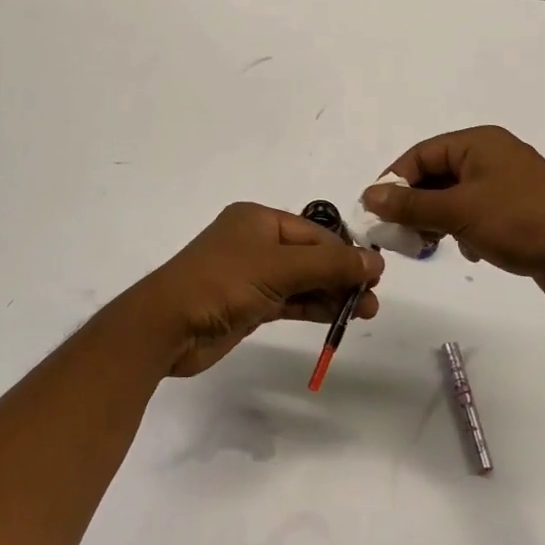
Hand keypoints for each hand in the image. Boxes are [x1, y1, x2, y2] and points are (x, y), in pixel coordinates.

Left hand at [121, 203, 383, 377]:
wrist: (168, 325)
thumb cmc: (222, 282)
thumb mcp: (278, 268)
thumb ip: (329, 264)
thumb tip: (374, 261)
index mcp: (258, 219)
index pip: (314, 231)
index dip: (346, 252)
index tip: (376, 275)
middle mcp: (255, 241)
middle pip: (310, 254)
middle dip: (342, 275)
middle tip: (373, 301)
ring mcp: (251, 274)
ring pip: (302, 279)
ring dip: (332, 293)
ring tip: (366, 312)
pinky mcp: (248, 304)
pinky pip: (289, 300)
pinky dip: (312, 307)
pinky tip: (337, 318)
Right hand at [361, 126, 544, 310]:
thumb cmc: (522, 222)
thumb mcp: (459, 211)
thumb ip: (411, 204)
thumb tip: (370, 195)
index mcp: (479, 143)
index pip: (421, 154)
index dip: (395, 181)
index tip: (376, 212)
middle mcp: (492, 157)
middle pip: (436, 175)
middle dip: (416, 205)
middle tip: (400, 234)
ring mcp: (508, 185)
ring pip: (455, 198)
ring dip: (439, 220)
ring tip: (431, 245)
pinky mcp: (519, 213)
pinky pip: (476, 215)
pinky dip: (465, 231)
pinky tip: (471, 251)